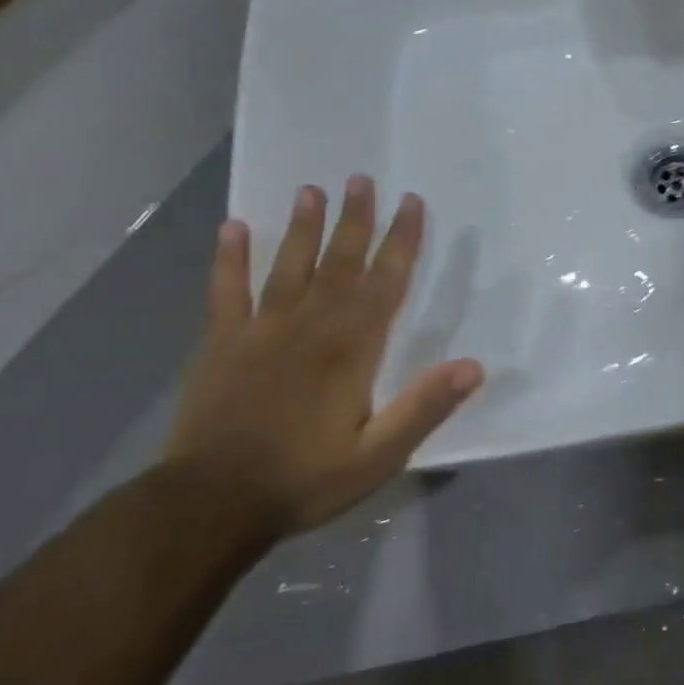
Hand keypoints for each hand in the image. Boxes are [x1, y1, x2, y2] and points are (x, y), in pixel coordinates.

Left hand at [163, 177, 482, 537]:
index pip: (385, 282)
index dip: (402, 241)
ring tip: (311, 189)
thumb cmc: (303, 479)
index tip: (411, 202)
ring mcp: (261, 331)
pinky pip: (226, 291)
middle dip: (355, 220)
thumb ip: (425, 407)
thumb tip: (474, 366)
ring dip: (302, 226)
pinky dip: (229, 259)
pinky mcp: (220, 344)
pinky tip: (232, 228)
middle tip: (362, 179)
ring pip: (288, 266)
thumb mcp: (379, 455)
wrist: (208, 506)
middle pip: (339, 262)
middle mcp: (310, 326)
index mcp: (352, 348)